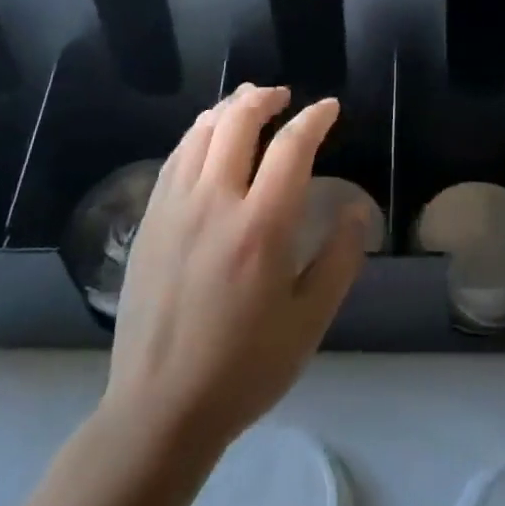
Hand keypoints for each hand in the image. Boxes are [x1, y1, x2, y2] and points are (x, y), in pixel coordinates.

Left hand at [101, 85, 369, 455]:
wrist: (159, 409)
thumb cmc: (244, 368)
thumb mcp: (309, 322)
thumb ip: (339, 260)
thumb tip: (356, 210)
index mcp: (261, 226)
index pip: (291, 146)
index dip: (314, 118)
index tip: (329, 108)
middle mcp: (215, 202)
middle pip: (238, 122)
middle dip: (265, 98)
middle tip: (284, 96)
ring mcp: (175, 208)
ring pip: (200, 133)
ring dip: (228, 108)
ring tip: (246, 104)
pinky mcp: (149, 221)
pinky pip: (174, 158)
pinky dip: (196, 134)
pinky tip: (205, 139)